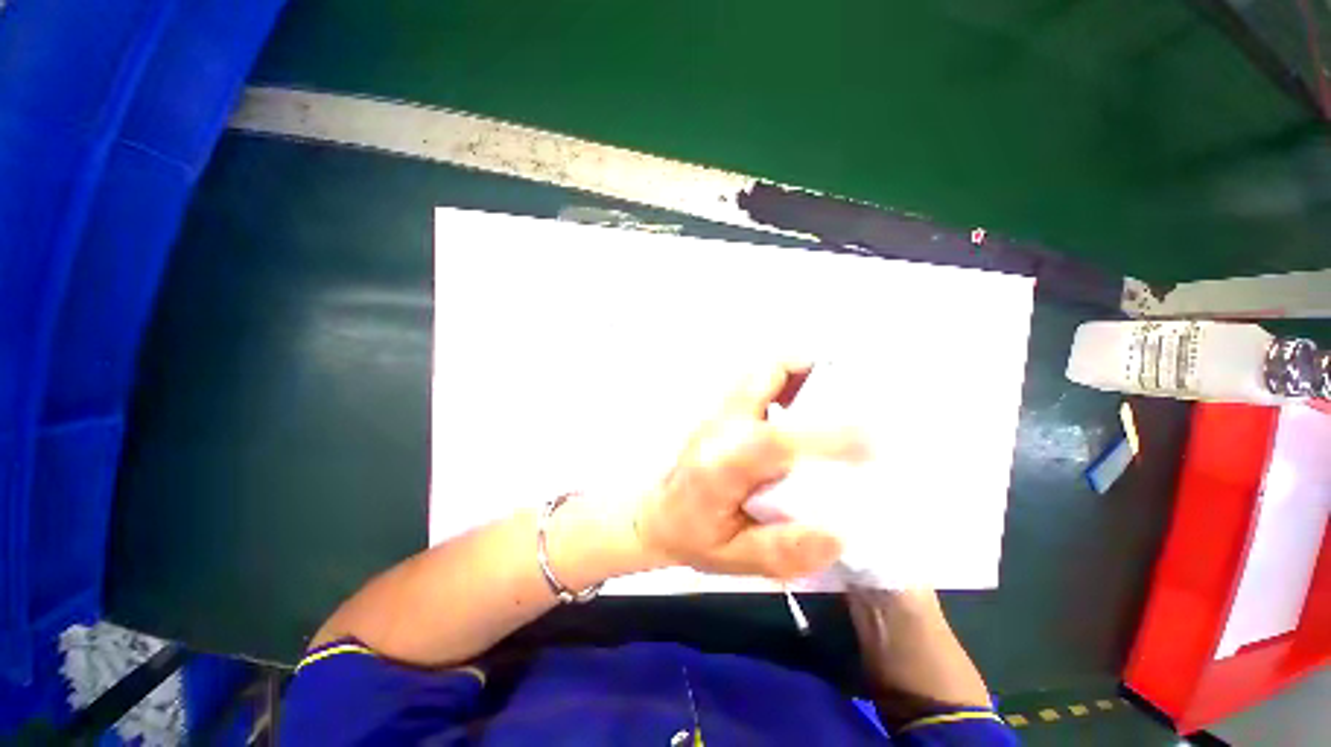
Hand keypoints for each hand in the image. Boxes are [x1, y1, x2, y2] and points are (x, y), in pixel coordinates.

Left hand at [633, 362, 865, 580]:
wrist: (658, 514)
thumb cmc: (694, 536)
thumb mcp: (733, 558)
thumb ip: (781, 550)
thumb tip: (836, 534)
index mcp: (721, 466)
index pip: (774, 440)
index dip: (824, 436)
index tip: (871, 441)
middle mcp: (720, 428)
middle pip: (762, 378)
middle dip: (809, 372)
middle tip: (852, 391)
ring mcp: (719, 413)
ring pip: (760, 373)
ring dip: (799, 373)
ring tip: (834, 392)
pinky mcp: (722, 410)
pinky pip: (757, 382)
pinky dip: (785, 381)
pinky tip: (803, 404)